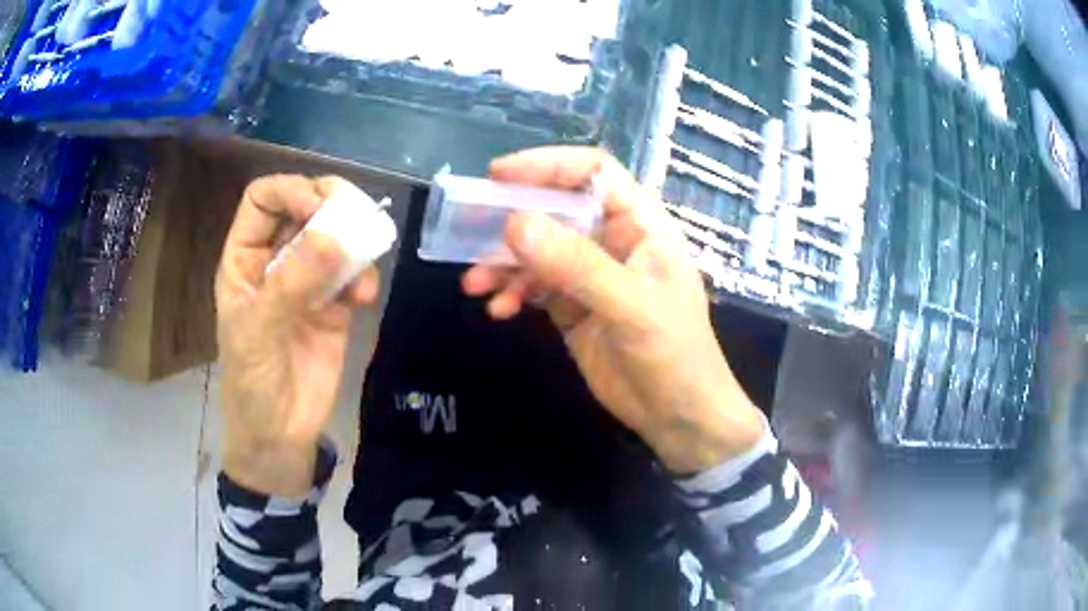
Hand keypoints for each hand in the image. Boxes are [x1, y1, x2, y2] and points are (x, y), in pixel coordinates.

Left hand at [215, 175, 380, 496]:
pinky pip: (353, 274)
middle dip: (330, 205)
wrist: (280, 436)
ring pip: (333, 236)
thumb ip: (294, 282)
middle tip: (355, 216)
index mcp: (245, 259)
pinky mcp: (334, 306)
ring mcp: (306, 283)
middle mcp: (275, 261)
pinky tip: (363, 298)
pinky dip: (363, 276)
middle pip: (303, 208)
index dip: (290, 191)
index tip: (318, 210)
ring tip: (364, 260)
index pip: (263, 199)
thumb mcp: (260, 331)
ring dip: (353, 240)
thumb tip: (337, 234)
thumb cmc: (253, 383)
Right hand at [463, 148, 764, 473]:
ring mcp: (591, 274)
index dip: (547, 165)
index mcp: (640, 225)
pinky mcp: (574, 307)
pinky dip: (513, 292)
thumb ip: (576, 264)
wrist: (678, 416)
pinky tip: (498, 310)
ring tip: (475, 285)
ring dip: (504, 263)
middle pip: (556, 208)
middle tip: (468, 228)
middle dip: (512, 218)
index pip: (593, 172)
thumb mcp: (630, 306)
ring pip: (539, 250)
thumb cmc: (674, 354)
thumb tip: (514, 224)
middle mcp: (613, 240)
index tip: (498, 176)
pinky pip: (535, 286)